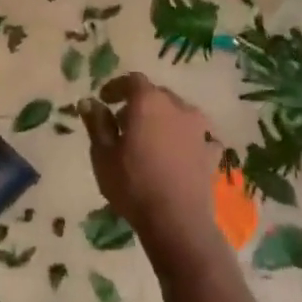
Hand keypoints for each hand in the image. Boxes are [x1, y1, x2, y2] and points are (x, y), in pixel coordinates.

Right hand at [81, 74, 226, 263]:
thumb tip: (89, 102)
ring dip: (163, 119)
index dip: (116, 87)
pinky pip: (197, 136)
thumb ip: (96, 123)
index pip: (132, 81)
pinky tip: (179, 154)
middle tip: (123, 124)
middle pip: (156, 95)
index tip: (105, 100)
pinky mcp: (211, 152)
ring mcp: (199, 129)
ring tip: (150, 140)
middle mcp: (178, 107)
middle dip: (139, 104)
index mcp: (148, 102)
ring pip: (178, 113)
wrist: (177, 221)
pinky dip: (186, 139)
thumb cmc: (133, 184)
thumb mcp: (102, 154)